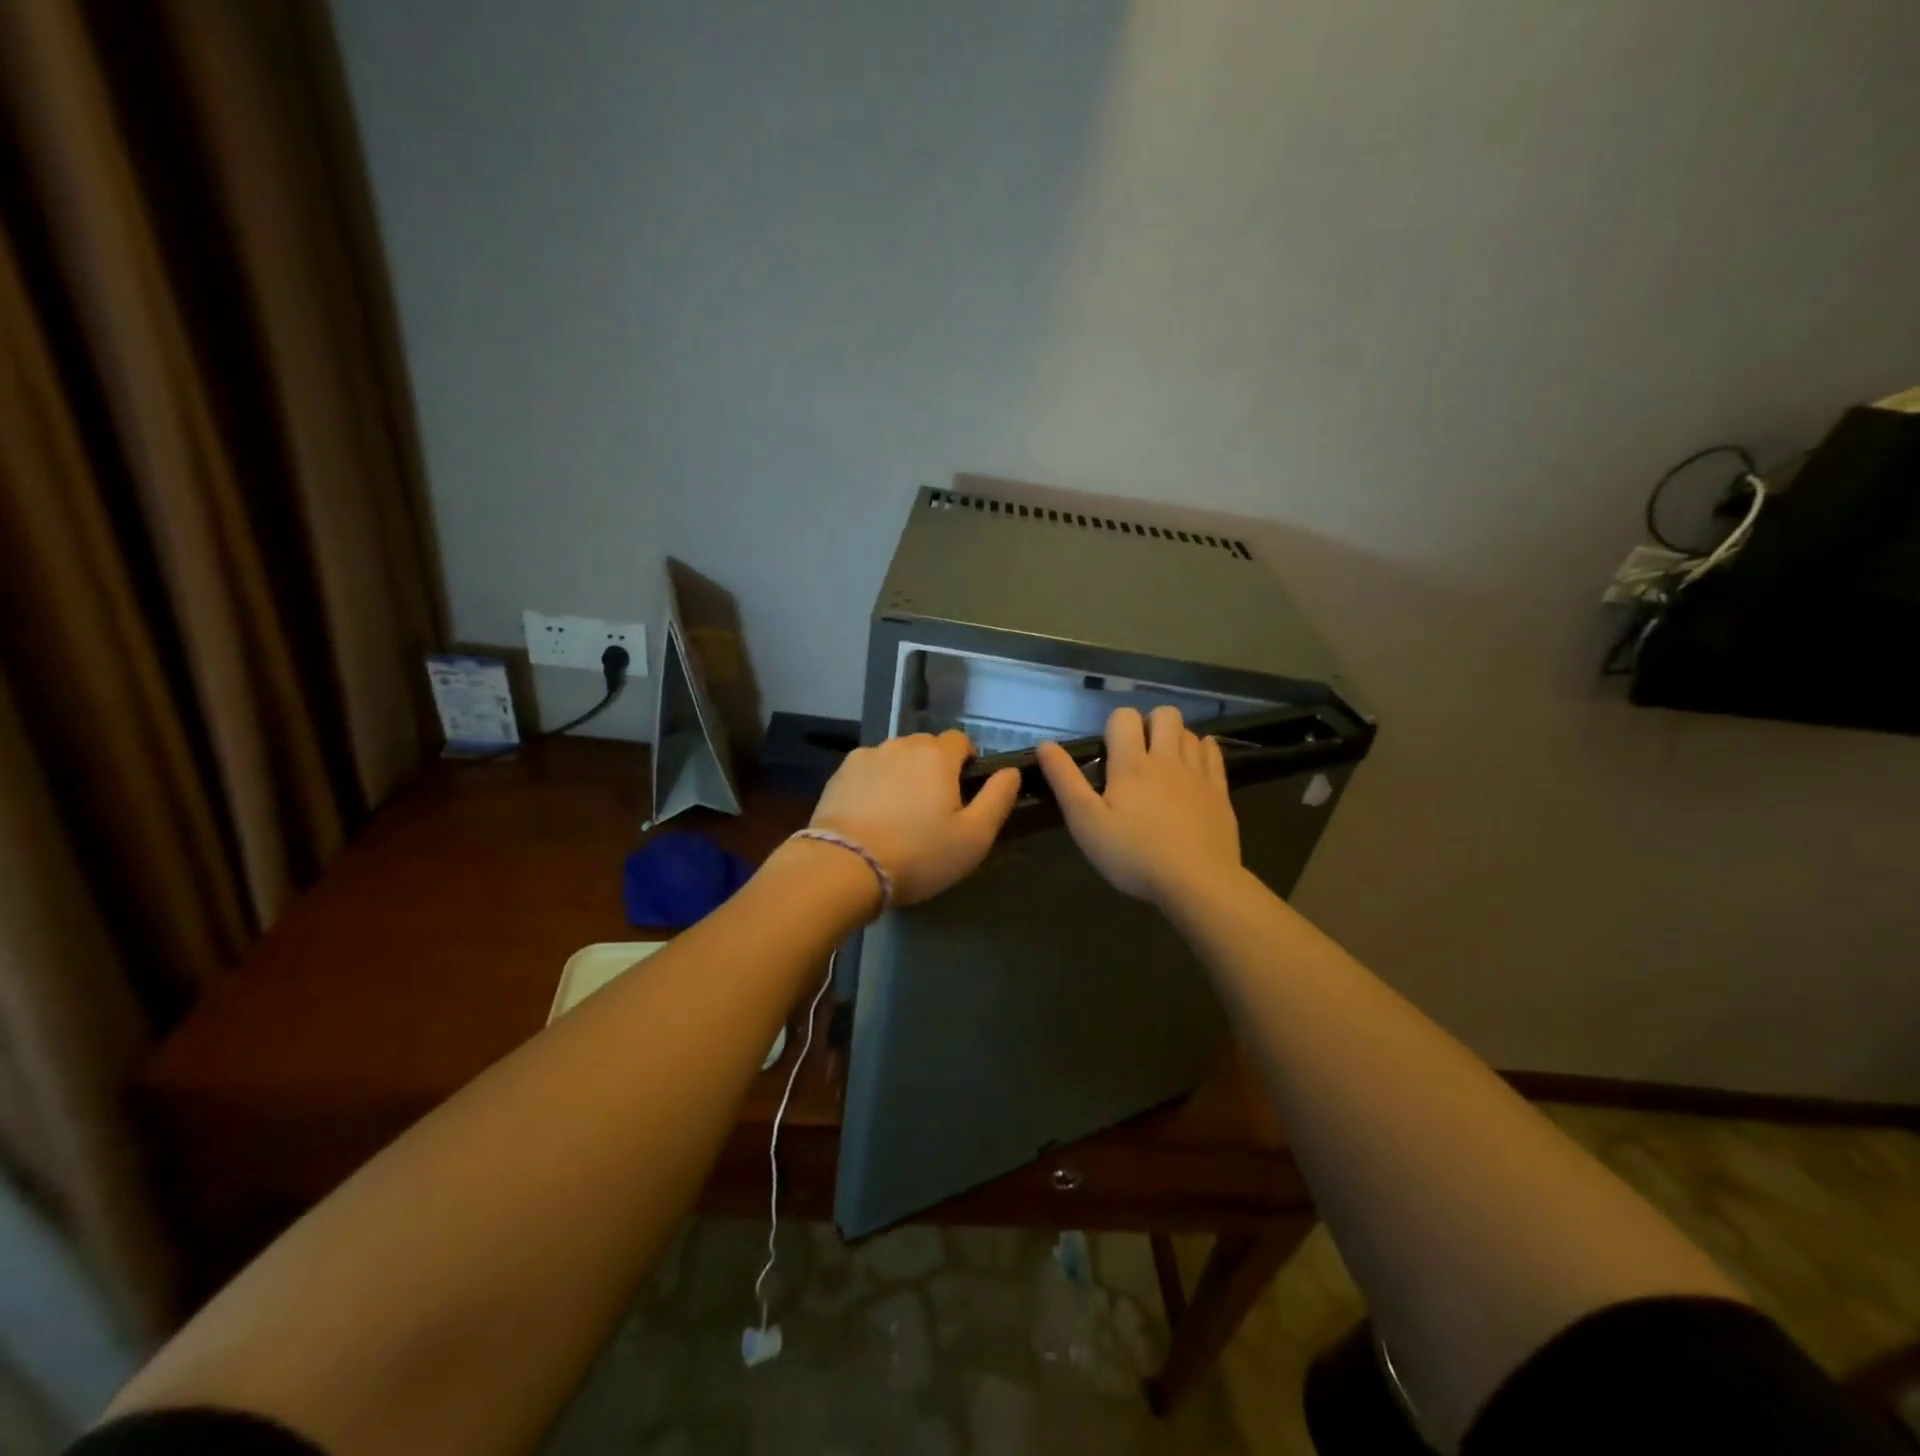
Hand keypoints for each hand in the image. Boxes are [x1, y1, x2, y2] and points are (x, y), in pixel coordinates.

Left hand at [808, 730, 1020, 905]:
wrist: (843, 868)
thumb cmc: (918, 854)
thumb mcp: (974, 837)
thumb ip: (998, 798)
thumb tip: (1010, 771)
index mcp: (936, 755)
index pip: (961, 740)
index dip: (967, 762)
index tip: (964, 794)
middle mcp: (901, 745)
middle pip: (926, 747)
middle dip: (935, 769)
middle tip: (934, 810)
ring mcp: (866, 757)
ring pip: (895, 758)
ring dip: (903, 775)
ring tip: (900, 815)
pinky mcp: (839, 775)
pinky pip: (868, 772)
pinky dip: (875, 786)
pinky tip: (872, 816)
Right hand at [1037, 705, 1241, 908]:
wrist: (1196, 882)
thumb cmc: (1133, 854)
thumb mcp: (1086, 822)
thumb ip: (1065, 780)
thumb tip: (1045, 745)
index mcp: (1131, 764)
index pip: (1124, 717)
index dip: (1114, 726)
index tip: (1109, 753)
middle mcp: (1167, 759)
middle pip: (1165, 714)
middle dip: (1149, 724)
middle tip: (1138, 754)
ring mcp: (1198, 774)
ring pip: (1190, 732)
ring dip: (1175, 738)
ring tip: (1163, 763)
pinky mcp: (1219, 792)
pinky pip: (1214, 753)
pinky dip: (1202, 750)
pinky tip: (1192, 767)